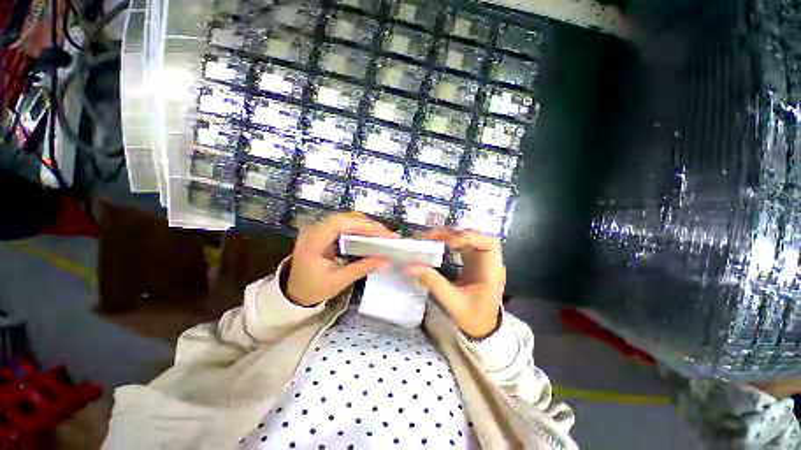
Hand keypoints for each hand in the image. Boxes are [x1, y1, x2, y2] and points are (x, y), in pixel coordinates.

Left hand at [286, 212, 397, 305]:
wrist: (294, 292)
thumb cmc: (313, 288)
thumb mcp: (339, 281)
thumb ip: (362, 268)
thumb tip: (386, 260)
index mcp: (312, 241)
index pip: (338, 223)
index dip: (361, 225)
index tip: (381, 232)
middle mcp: (314, 230)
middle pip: (344, 218)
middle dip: (367, 224)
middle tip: (386, 234)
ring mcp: (318, 230)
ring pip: (345, 219)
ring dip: (364, 225)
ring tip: (381, 235)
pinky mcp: (324, 233)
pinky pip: (344, 225)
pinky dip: (359, 229)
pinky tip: (369, 236)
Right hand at [406, 230, 505, 338]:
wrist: (483, 329)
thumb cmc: (472, 318)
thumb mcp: (452, 302)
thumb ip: (433, 283)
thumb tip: (411, 267)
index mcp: (492, 273)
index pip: (489, 243)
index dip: (469, 238)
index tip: (448, 242)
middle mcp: (490, 263)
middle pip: (479, 237)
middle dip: (457, 234)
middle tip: (435, 237)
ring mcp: (483, 262)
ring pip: (471, 239)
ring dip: (453, 236)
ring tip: (434, 238)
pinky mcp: (475, 263)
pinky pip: (465, 246)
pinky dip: (452, 242)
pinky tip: (440, 244)